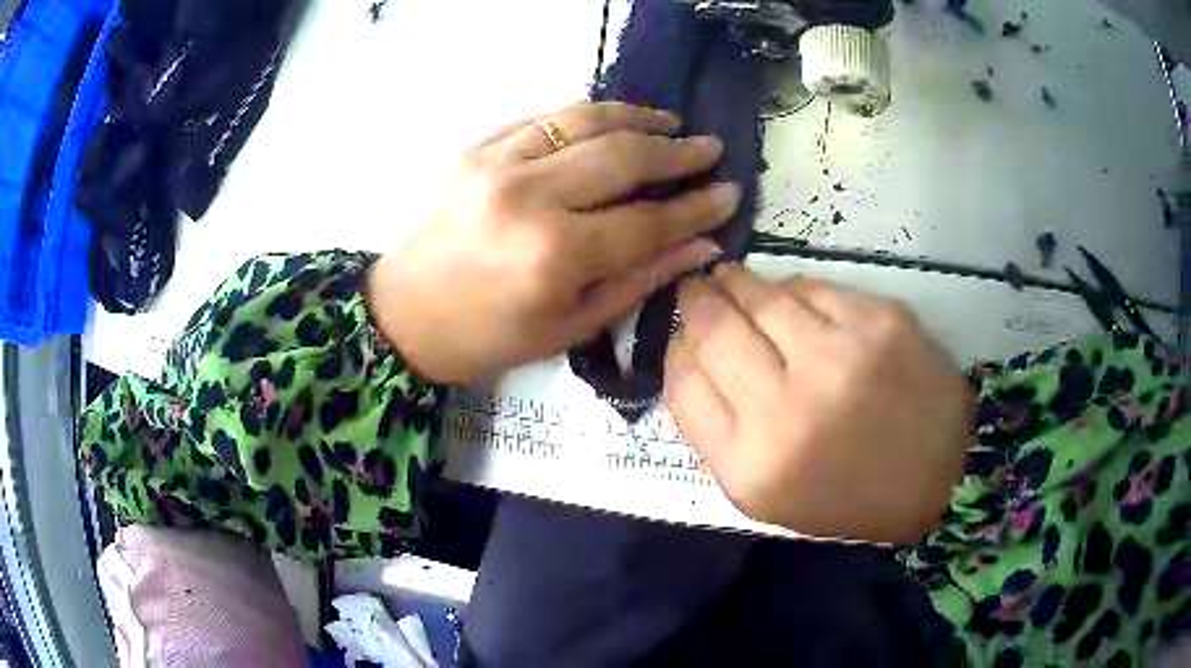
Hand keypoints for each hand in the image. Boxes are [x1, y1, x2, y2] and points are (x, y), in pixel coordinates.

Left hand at [368, 102, 739, 383]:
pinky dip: (582, 116)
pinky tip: (609, 121)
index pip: (648, 221)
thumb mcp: (572, 326)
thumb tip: (703, 245)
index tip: (728, 193)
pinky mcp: (472, 149)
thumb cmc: (491, 336)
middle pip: (621, 157)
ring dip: (635, 117)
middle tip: (709, 148)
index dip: (695, 207)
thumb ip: (641, 279)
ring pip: (582, 121)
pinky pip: (540, 117)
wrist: (406, 314)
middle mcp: (528, 199)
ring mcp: (495, 165)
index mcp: (555, 257)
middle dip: (676, 151)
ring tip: (668, 122)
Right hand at [665, 265, 973, 543]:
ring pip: (760, 296)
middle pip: (714, 331)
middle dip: (696, 302)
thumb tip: (691, 355)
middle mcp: (790, 411)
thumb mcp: (768, 494)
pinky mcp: (879, 322)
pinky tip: (790, 299)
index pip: (684, 384)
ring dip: (737, 284)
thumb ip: (718, 432)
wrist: (941, 476)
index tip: (682, 337)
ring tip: (731, 280)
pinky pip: (812, 287)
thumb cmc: (849, 495)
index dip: (675, 349)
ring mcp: (839, 358)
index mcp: (754, 467)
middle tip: (695, 290)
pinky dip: (791, 290)